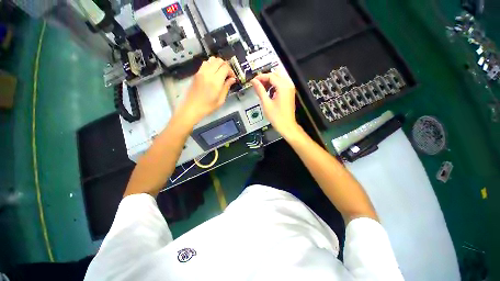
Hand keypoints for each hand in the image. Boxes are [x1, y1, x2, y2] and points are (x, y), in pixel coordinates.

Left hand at [180, 57, 235, 124]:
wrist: (192, 108)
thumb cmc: (208, 107)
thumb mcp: (220, 100)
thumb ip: (226, 87)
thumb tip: (232, 79)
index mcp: (215, 81)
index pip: (225, 67)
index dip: (231, 71)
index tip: (233, 78)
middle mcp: (208, 73)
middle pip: (219, 61)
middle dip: (226, 66)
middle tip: (228, 74)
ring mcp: (201, 72)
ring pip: (211, 60)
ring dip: (218, 64)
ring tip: (221, 72)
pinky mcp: (197, 73)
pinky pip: (205, 63)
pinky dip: (211, 64)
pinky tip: (213, 73)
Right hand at [251, 71, 300, 138]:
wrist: (287, 126)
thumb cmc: (276, 116)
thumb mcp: (266, 103)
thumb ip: (260, 90)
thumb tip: (254, 81)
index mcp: (283, 86)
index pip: (270, 76)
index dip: (260, 77)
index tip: (253, 81)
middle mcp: (288, 85)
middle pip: (275, 75)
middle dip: (265, 78)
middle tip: (257, 85)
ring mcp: (290, 89)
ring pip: (279, 79)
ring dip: (270, 82)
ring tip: (262, 89)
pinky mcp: (290, 93)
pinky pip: (281, 84)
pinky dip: (274, 86)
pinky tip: (269, 93)